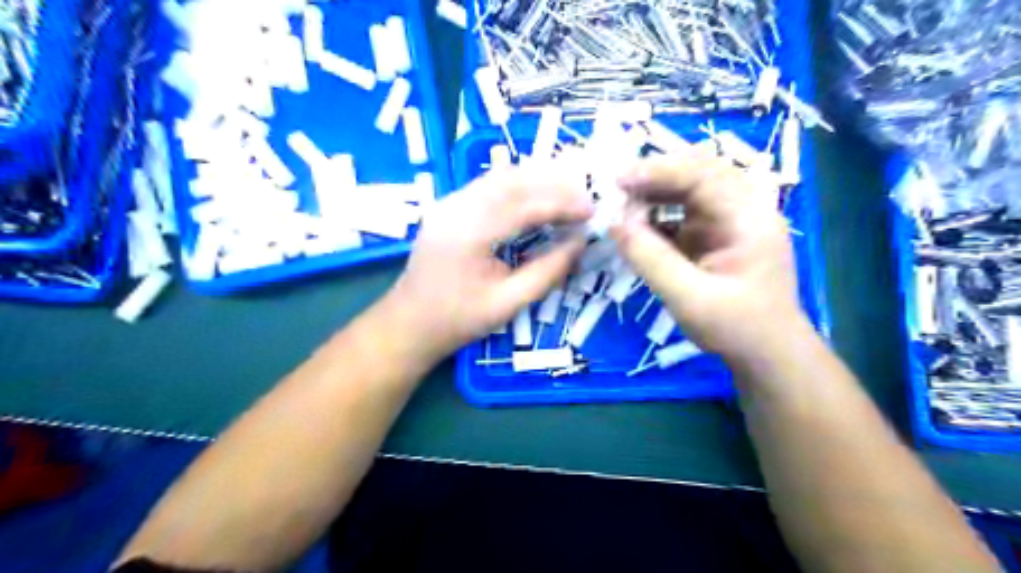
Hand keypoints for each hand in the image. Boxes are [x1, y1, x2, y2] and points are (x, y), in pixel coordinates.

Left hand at [385, 164, 595, 358]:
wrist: (408, 324)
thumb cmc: (458, 321)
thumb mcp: (508, 303)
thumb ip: (547, 271)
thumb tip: (580, 242)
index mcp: (469, 233)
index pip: (525, 204)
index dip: (563, 203)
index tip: (592, 211)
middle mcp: (456, 207)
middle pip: (512, 180)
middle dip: (553, 185)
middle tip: (584, 199)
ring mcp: (448, 203)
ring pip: (499, 177)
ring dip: (536, 181)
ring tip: (567, 195)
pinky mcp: (447, 206)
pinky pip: (487, 186)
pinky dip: (517, 187)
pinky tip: (535, 198)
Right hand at [610, 149, 809, 363]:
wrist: (767, 353)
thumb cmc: (736, 329)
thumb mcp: (689, 298)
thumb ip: (651, 259)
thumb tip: (615, 224)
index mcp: (749, 218)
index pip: (703, 175)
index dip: (659, 172)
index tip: (619, 181)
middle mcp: (744, 209)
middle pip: (698, 173)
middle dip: (655, 177)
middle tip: (616, 188)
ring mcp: (730, 220)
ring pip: (690, 190)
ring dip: (655, 193)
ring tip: (621, 205)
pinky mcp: (716, 234)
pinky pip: (684, 212)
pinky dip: (658, 214)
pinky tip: (636, 225)